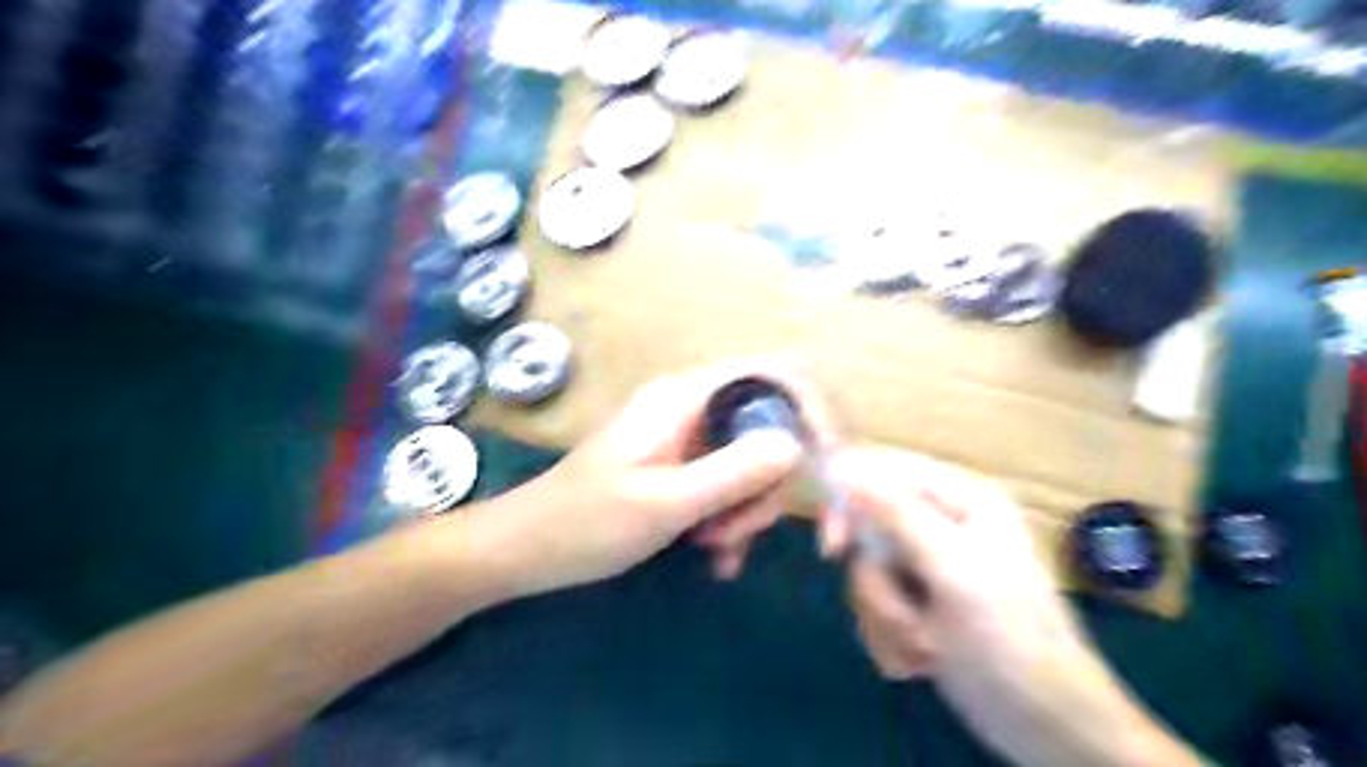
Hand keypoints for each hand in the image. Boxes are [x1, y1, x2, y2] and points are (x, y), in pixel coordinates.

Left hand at [472, 363, 827, 601]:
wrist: (526, 549)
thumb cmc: (585, 524)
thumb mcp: (664, 503)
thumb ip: (732, 472)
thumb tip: (796, 445)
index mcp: (687, 398)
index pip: (774, 375)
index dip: (811, 410)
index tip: (827, 464)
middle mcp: (694, 407)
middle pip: (770, 426)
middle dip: (771, 485)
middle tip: (741, 535)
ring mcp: (689, 438)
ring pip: (755, 462)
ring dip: (751, 511)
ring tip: (717, 552)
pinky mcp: (683, 467)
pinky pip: (731, 485)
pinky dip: (734, 520)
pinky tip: (715, 559)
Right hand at [822, 449, 1197, 766]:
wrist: (1049, 730)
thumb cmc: (1008, 643)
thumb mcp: (953, 572)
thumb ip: (898, 516)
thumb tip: (846, 470)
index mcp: (961, 499)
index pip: (883, 471)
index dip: (848, 502)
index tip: (833, 548)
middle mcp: (942, 524)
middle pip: (868, 527)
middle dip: (877, 582)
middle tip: (894, 615)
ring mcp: (930, 566)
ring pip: (868, 572)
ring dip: (886, 617)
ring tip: (925, 647)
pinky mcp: (920, 604)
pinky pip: (875, 604)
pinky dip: (889, 637)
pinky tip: (921, 662)